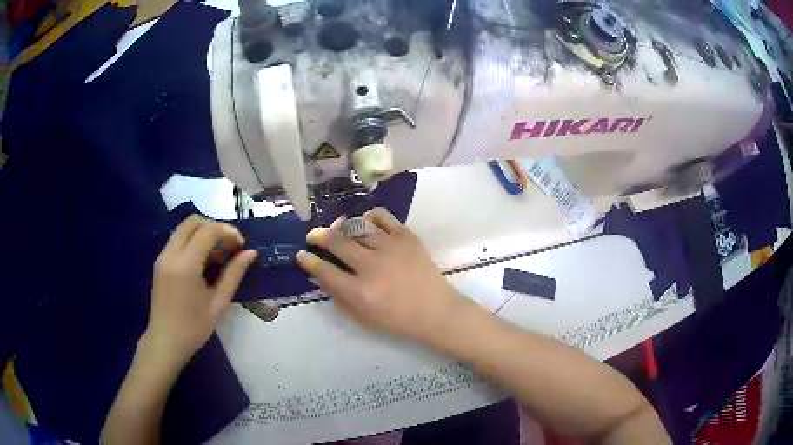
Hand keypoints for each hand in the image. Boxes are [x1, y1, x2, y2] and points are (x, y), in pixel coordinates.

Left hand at [145, 215, 256, 364]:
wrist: (165, 342)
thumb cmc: (194, 328)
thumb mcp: (218, 303)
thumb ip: (234, 275)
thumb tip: (250, 254)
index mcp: (186, 265)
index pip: (208, 231)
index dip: (228, 231)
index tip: (241, 245)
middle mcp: (171, 254)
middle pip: (193, 221)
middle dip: (214, 226)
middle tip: (230, 244)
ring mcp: (162, 256)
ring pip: (183, 228)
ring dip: (203, 231)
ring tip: (219, 251)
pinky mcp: (160, 261)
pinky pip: (177, 239)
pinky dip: (193, 240)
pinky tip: (203, 259)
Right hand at [296, 208, 468, 341]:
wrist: (436, 311)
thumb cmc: (398, 320)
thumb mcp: (362, 318)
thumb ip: (338, 297)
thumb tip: (320, 276)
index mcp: (360, 292)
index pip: (325, 270)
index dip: (308, 261)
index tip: (301, 254)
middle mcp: (372, 266)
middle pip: (337, 241)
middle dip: (318, 236)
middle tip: (313, 236)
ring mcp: (391, 248)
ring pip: (357, 225)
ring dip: (341, 225)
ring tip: (338, 229)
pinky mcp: (406, 236)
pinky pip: (381, 216)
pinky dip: (368, 217)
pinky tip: (365, 224)